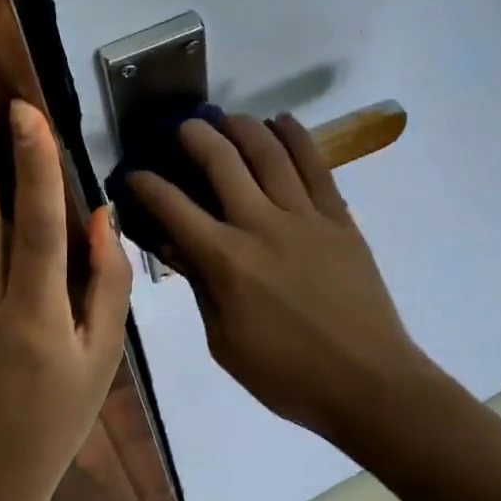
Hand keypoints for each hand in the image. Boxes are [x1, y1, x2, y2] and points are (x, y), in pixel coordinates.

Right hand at [126, 113, 431, 435]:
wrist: (368, 382)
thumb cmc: (287, 375)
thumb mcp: (225, 342)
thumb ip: (201, 286)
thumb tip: (177, 246)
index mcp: (227, 261)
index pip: (174, 208)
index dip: (146, 185)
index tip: (132, 174)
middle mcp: (261, 225)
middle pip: (221, 162)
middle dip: (194, 136)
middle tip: (181, 127)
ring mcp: (305, 216)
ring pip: (269, 152)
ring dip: (242, 127)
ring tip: (226, 118)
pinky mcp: (339, 218)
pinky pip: (316, 165)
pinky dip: (296, 137)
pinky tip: (281, 120)